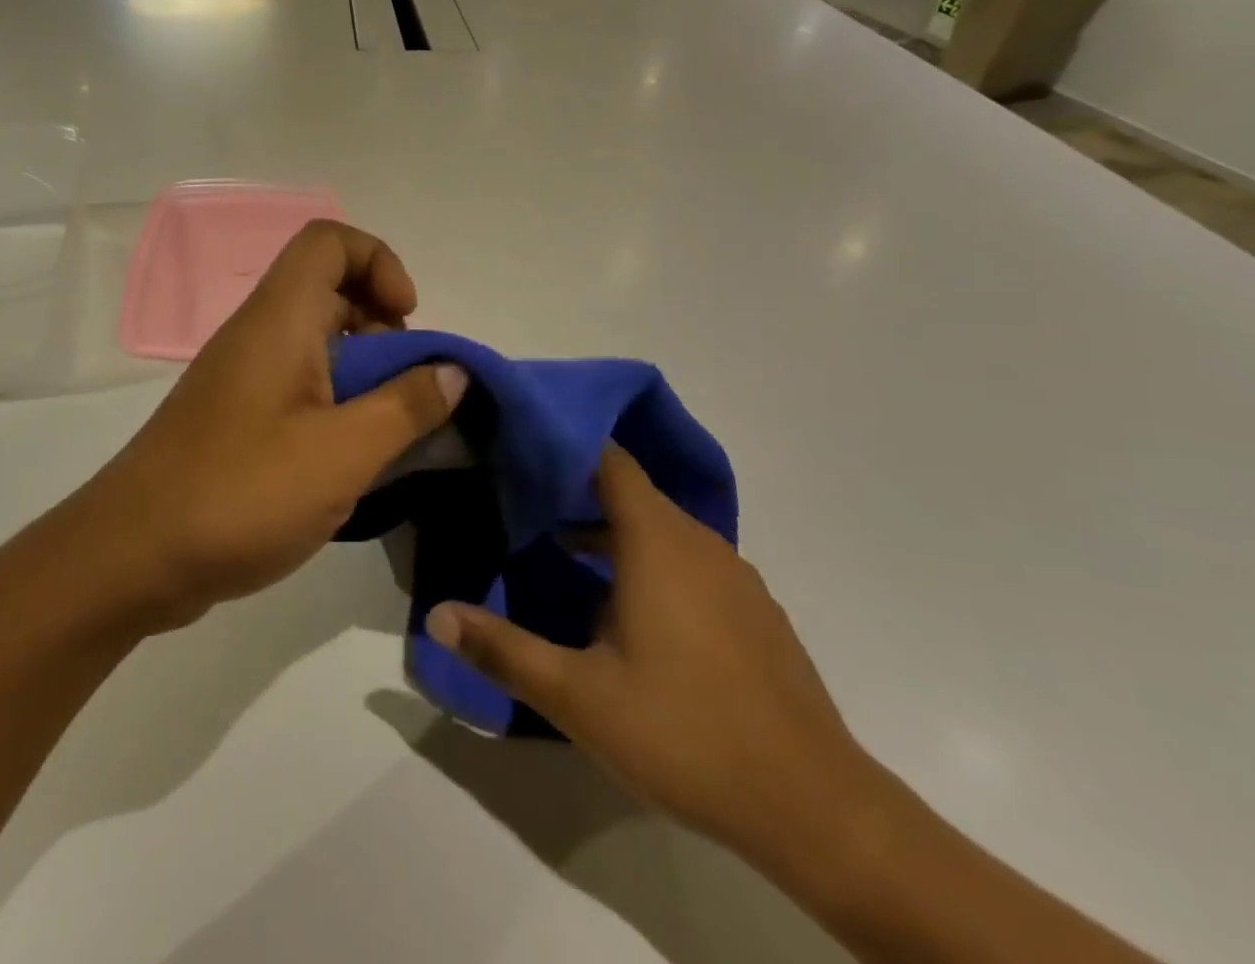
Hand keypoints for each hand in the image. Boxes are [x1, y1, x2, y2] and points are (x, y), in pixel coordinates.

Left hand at [74, 220, 467, 632]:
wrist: (132, 556)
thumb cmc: (241, 492)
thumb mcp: (343, 453)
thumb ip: (406, 407)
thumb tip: (453, 371)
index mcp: (280, 319)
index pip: (329, 241)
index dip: (378, 261)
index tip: (405, 319)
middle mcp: (258, 333)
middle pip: (328, 289)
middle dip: (382, 323)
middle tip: (407, 384)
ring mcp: (243, 376)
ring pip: (316, 341)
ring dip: (363, 370)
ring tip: (388, 428)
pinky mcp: (236, 417)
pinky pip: (298, 384)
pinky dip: (335, 402)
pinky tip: (350, 459)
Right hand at [424, 445, 880, 880]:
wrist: (818, 810)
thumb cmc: (687, 734)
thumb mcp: (579, 697)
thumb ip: (504, 650)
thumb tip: (436, 615)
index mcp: (658, 542)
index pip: (610, 461)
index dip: (567, 444)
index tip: (521, 444)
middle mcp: (700, 544)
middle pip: (631, 492)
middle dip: (577, 490)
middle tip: (522, 499)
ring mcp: (735, 578)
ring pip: (662, 530)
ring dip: (612, 530)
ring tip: (559, 547)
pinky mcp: (754, 612)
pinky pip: (690, 562)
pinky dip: (650, 561)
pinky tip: (624, 608)